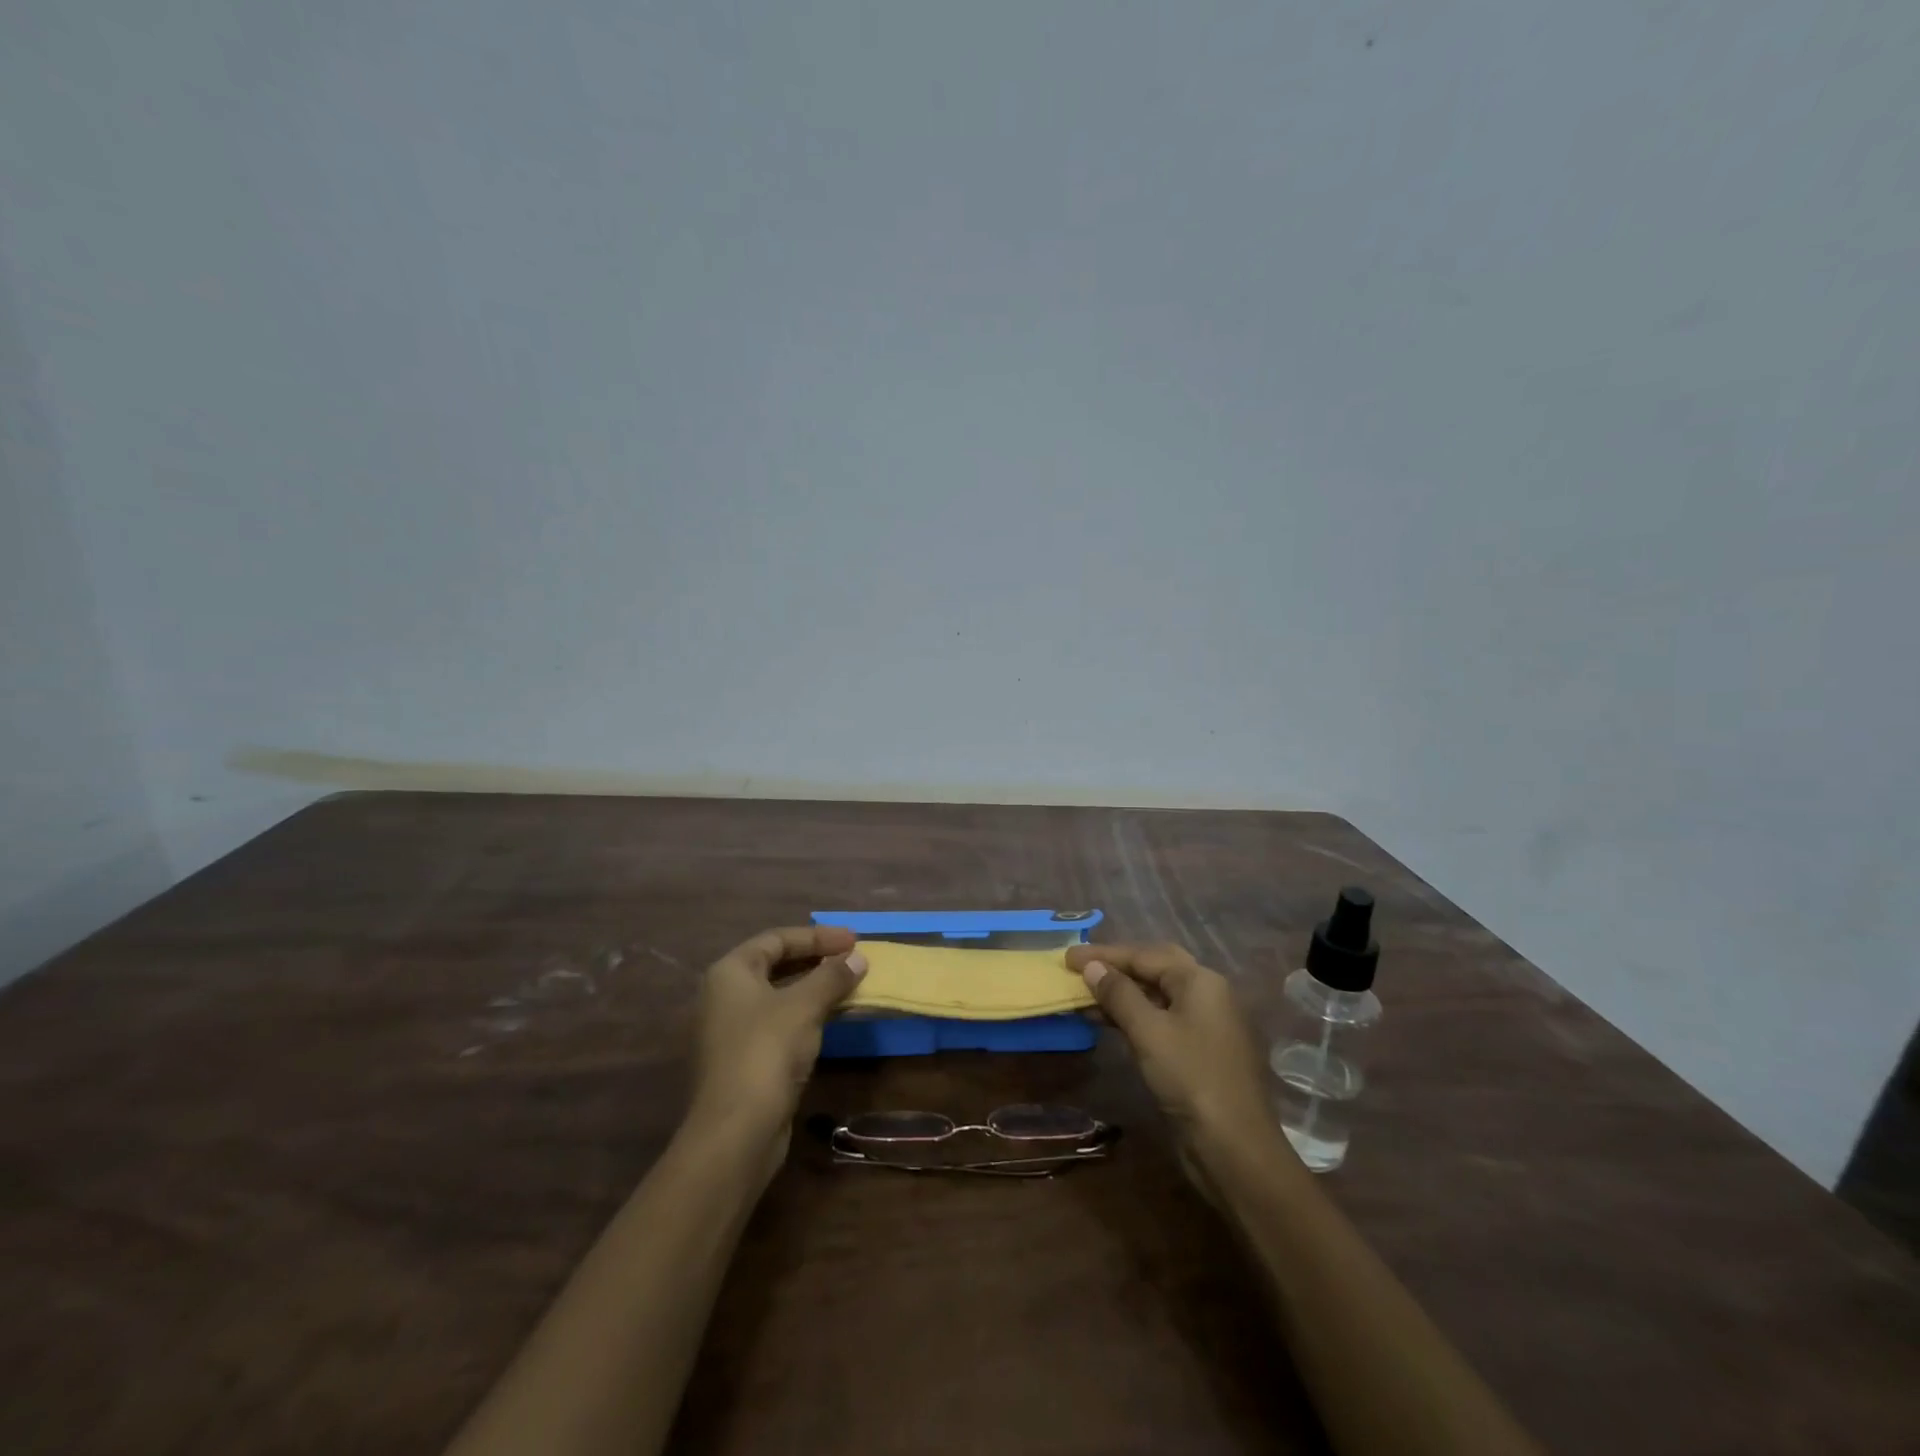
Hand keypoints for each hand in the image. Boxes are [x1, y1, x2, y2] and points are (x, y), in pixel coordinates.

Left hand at [688, 926, 865, 1177]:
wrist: (735, 1132)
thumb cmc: (766, 1052)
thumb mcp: (805, 1006)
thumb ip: (832, 976)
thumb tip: (859, 958)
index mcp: (729, 973)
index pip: (776, 939)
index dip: (817, 936)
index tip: (854, 941)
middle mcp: (723, 997)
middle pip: (775, 965)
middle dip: (816, 960)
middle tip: (852, 960)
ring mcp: (730, 1031)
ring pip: (778, 997)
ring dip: (813, 989)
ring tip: (848, 987)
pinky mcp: (742, 1061)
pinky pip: (778, 1024)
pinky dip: (805, 1016)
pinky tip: (830, 1021)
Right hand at [1065, 942, 1280, 1169]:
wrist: (1235, 1149)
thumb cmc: (1190, 1079)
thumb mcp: (1149, 1032)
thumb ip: (1119, 994)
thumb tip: (1092, 966)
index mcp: (1200, 981)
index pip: (1145, 955)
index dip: (1104, 954)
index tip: (1068, 956)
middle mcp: (1207, 994)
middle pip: (1154, 968)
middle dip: (1116, 967)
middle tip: (1080, 968)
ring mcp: (1205, 1024)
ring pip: (1157, 996)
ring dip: (1121, 994)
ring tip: (1084, 997)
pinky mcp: (1199, 1052)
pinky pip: (1160, 1020)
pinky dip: (1133, 1016)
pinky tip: (1108, 1023)